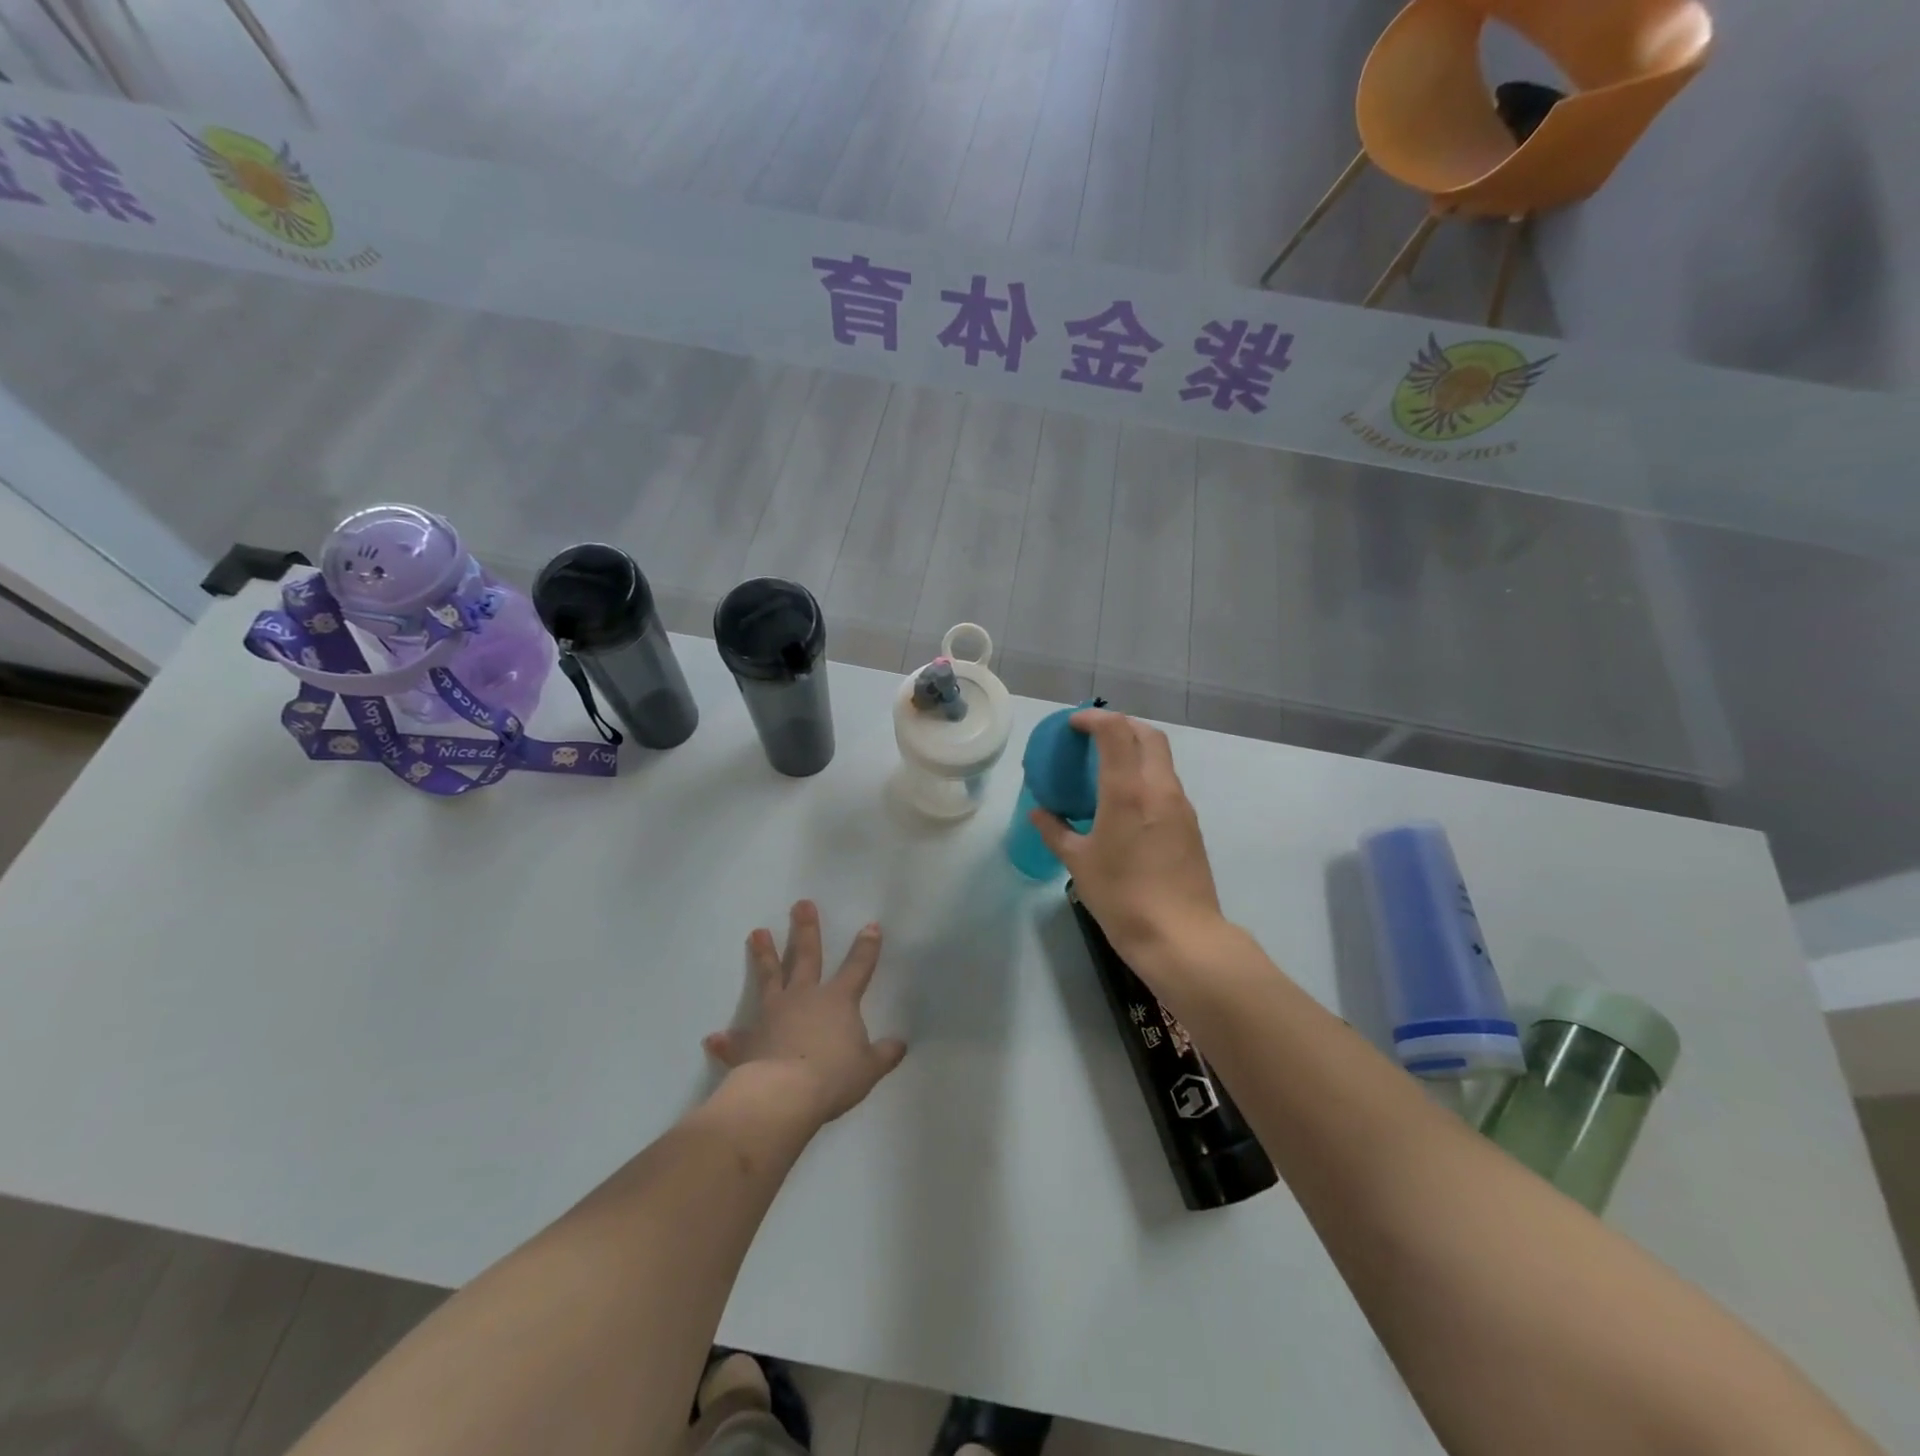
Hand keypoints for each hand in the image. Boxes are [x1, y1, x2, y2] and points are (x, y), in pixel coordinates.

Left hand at [703, 901, 907, 1126]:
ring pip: (769, 978)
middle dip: (806, 929)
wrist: (783, 1095)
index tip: (871, 925)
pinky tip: (714, 1037)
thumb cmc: (832, 1077)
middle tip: (801, 904)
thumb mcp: (868, 1068)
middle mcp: (804, 998)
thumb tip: (900, 1044)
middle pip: (807, 956)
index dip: (867, 947)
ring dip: (764, 955)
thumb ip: (884, 1054)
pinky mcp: (749, 1041)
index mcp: (838, 1001)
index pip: (858, 967)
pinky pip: (737, 1039)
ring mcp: (773, 1015)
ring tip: (757, 933)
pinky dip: (727, 1040)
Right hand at [1031, 710, 1226, 980]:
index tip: (1073, 725)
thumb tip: (1039, 813)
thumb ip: (1055, 831)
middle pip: (1147, 735)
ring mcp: (1181, 806)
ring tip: (1108, 768)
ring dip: (1136, 750)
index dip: (1094, 718)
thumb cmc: (1122, 897)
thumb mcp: (1078, 863)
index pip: (1116, 731)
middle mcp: (1160, 788)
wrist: (1181, 936)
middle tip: (1094, 738)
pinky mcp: (1191, 825)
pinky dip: (1146, 776)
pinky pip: (1167, 784)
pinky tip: (1127, 802)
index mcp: (1128, 791)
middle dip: (1121, 726)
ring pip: (1161, 759)